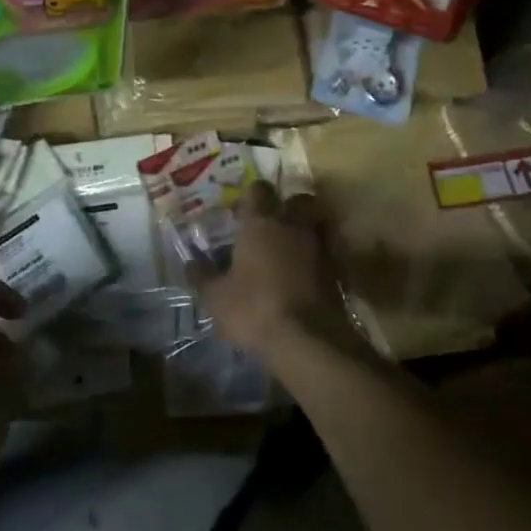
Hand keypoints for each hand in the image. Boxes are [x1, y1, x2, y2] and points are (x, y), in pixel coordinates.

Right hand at [197, 181, 356, 363]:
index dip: (250, 196)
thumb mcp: (216, 297)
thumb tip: (190, 262)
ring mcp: (321, 246)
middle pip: (298, 200)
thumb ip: (203, 276)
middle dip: (287, 207)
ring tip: (292, 249)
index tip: (240, 211)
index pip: (258, 189)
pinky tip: (307, 275)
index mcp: (261, 223)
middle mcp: (294, 225)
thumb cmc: (254, 309)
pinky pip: (329, 252)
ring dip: (306, 231)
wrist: (309, 340)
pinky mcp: (339, 271)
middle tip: (273, 224)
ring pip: (317, 224)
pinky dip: (319, 258)